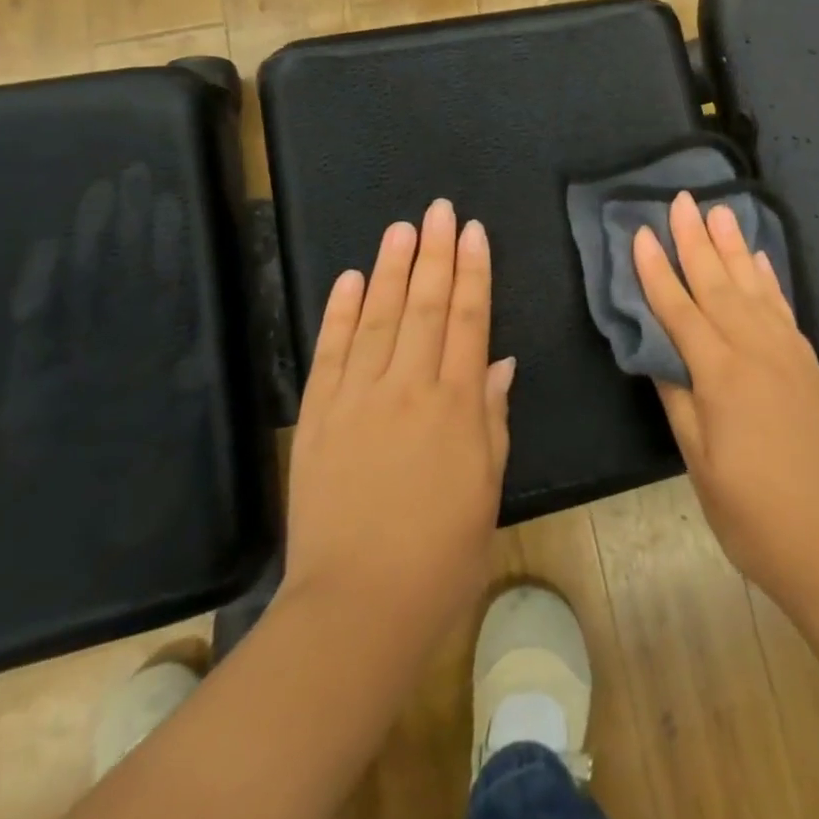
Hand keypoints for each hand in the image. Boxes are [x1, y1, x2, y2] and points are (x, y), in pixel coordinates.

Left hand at [281, 200, 513, 649]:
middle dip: (435, 253)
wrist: (357, 608)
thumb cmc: (442, 554)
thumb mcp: (486, 486)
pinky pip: (331, 354)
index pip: (468, 320)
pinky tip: (351, 279)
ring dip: (392, 269)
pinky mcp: (318, 418)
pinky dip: (340, 313)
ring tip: (402, 228)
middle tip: (439, 210)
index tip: (474, 232)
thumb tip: (500, 363)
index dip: (473, 272)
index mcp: (456, 405)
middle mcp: (408, 388)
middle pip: (425, 306)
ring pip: (379, 318)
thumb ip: (492, 418)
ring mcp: (358, 400)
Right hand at [634, 193, 818, 613]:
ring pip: (753, 288)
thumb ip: (679, 401)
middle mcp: (756, 352)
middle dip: (695, 240)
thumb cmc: (754, 516)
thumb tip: (659, 354)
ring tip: (721, 211)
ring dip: (734, 247)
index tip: (639, 233)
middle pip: (718, 285)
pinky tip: (760, 259)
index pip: (679, 311)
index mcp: (722, 377)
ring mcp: (789, 355)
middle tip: (683, 199)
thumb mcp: (701, 465)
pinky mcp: (809, 365)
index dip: (656, 272)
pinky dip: (769, 279)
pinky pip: (784, 309)